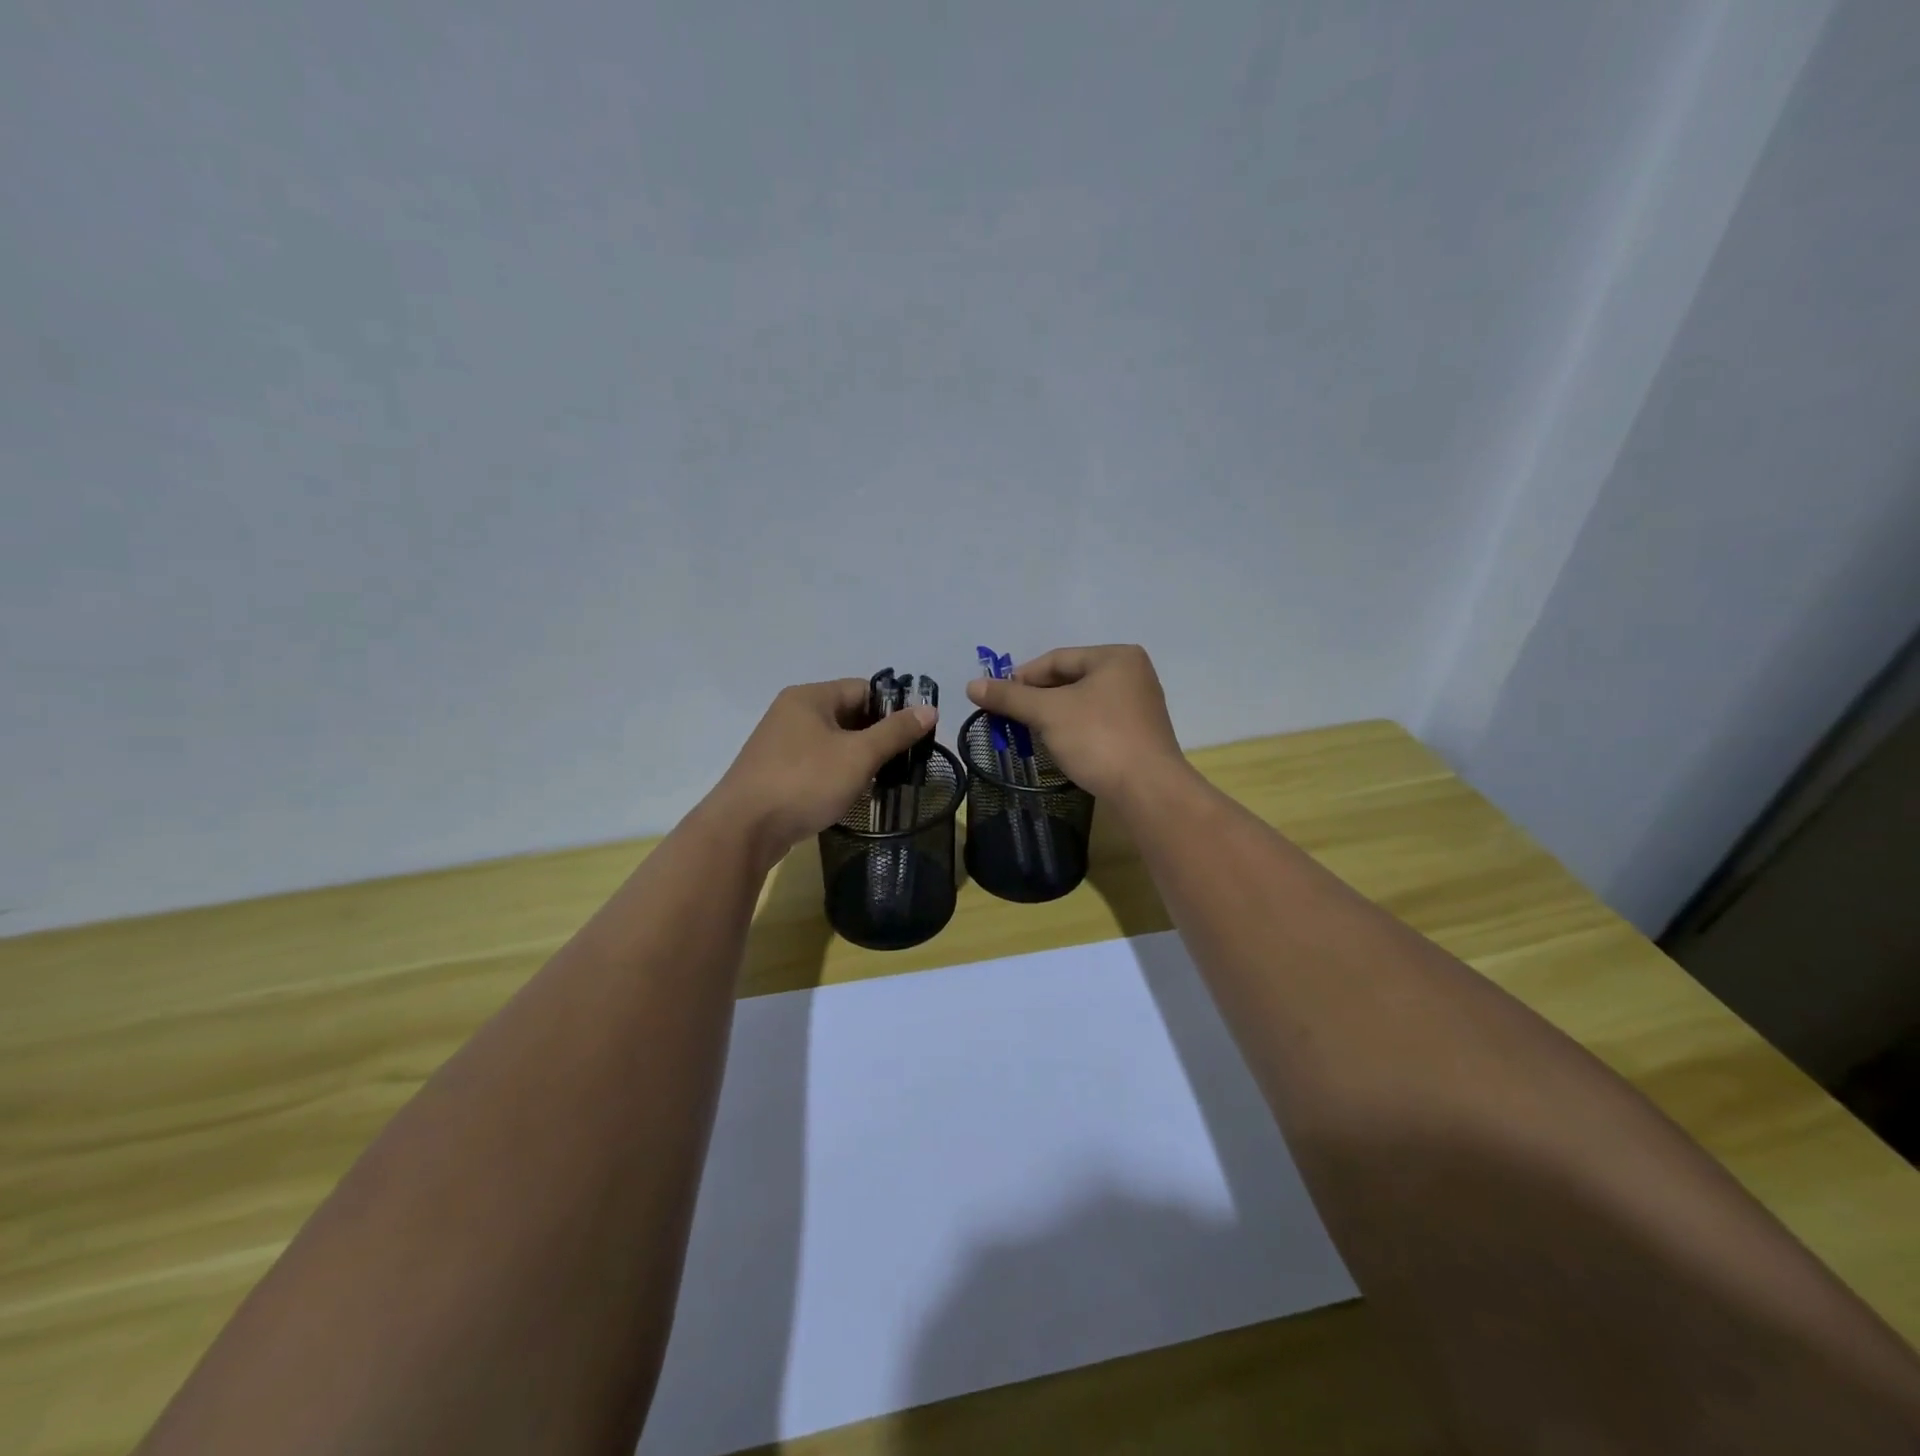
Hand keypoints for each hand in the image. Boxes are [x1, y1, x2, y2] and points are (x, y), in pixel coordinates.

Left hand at [710, 680, 935, 868]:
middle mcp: (792, 712)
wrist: (744, 830)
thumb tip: (930, 710)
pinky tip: (851, 792)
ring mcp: (780, 743)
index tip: (916, 734)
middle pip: (848, 713)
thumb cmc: (805, 782)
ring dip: (858, 756)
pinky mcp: (775, 771)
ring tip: (883, 778)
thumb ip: (895, 732)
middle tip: (905, 760)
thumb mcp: (858, 755)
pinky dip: (837, 772)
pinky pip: (816, 762)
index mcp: (810, 697)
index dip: (893, 708)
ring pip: (833, 741)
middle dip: (878, 735)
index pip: (864, 689)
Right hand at [964, 644, 1186, 804]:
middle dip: (1037, 698)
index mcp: (1116, 657)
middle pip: (1070, 679)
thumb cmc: (1098, 739)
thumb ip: (1010, 697)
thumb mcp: (1048, 713)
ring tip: (1029, 733)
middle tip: (1010, 717)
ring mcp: (1139, 705)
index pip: (1057, 659)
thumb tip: (971, 685)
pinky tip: (1059, 745)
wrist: (1148, 790)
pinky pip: (1097, 722)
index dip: (1022, 677)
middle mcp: (1132, 673)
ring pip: (1082, 702)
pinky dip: (1074, 729)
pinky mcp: (1139, 734)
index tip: (996, 698)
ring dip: (1053, 715)